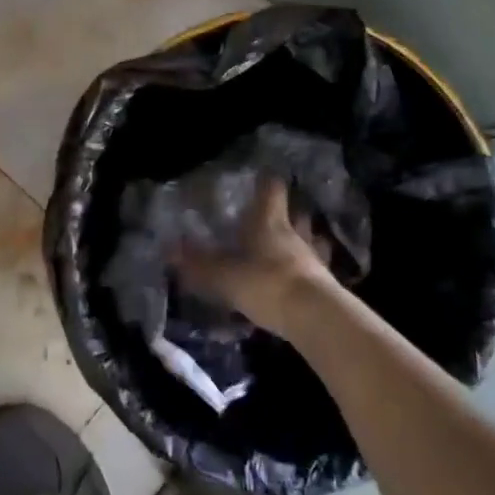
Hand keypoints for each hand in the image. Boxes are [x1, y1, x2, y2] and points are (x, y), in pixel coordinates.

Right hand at [173, 178, 341, 340]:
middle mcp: (295, 233)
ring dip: (303, 239)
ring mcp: (314, 258)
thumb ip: (198, 264)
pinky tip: (300, 277)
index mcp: (269, 222)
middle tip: (274, 215)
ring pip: (310, 239)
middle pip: (296, 212)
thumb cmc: (266, 283)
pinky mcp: (326, 284)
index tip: (261, 177)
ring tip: (290, 246)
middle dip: (287, 211)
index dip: (266, 181)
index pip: (272, 188)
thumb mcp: (224, 276)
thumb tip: (169, 249)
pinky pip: (317, 269)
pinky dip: (309, 270)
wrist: (314, 317)